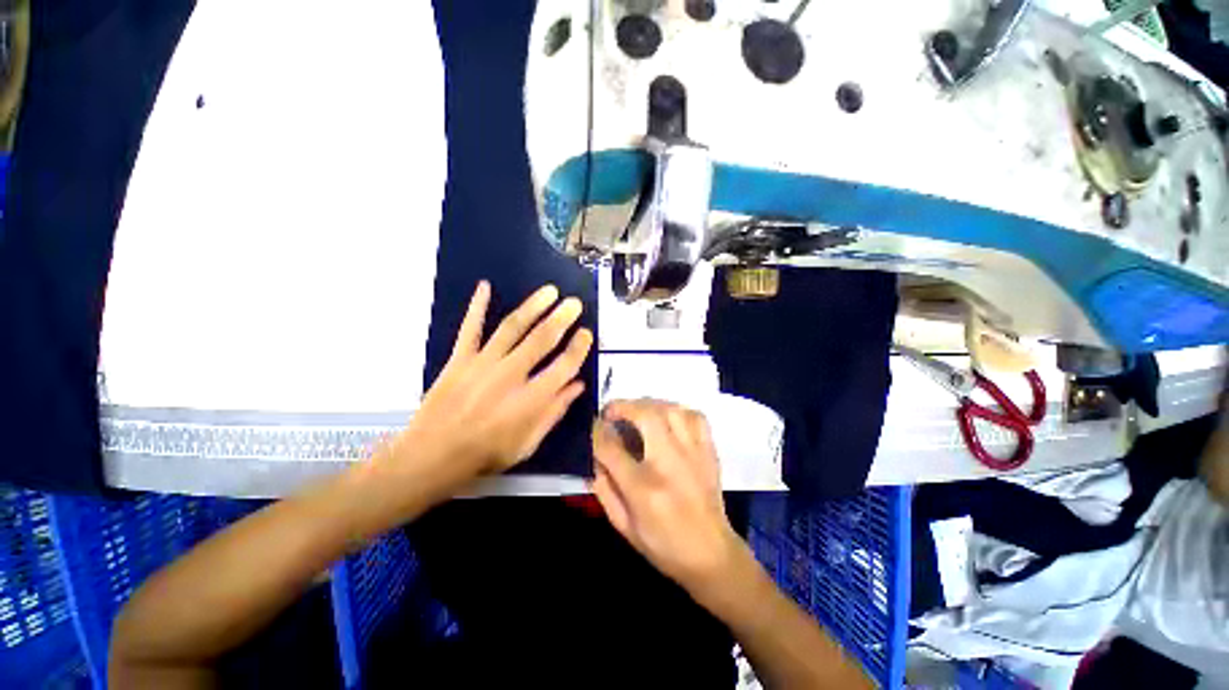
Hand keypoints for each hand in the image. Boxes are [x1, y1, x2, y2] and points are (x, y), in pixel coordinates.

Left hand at [394, 282, 592, 480]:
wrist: (432, 456)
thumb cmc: (486, 453)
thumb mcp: (529, 443)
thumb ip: (554, 412)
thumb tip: (578, 385)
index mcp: (531, 400)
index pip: (564, 366)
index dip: (578, 348)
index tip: (586, 334)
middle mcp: (510, 375)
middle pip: (541, 340)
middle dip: (561, 319)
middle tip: (574, 303)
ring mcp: (483, 363)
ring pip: (513, 327)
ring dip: (533, 306)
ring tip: (549, 291)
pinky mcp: (459, 359)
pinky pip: (471, 328)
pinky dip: (477, 306)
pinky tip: (485, 286)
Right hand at [590, 399, 748, 593]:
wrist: (711, 555)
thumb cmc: (663, 545)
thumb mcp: (624, 526)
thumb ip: (604, 490)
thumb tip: (596, 458)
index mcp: (643, 488)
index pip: (612, 447)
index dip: (598, 432)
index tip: (596, 426)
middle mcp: (669, 463)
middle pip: (645, 416)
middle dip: (623, 406)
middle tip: (612, 411)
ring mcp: (693, 453)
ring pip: (671, 410)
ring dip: (648, 404)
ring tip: (637, 411)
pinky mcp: (708, 451)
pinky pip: (695, 417)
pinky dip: (678, 410)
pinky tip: (668, 417)